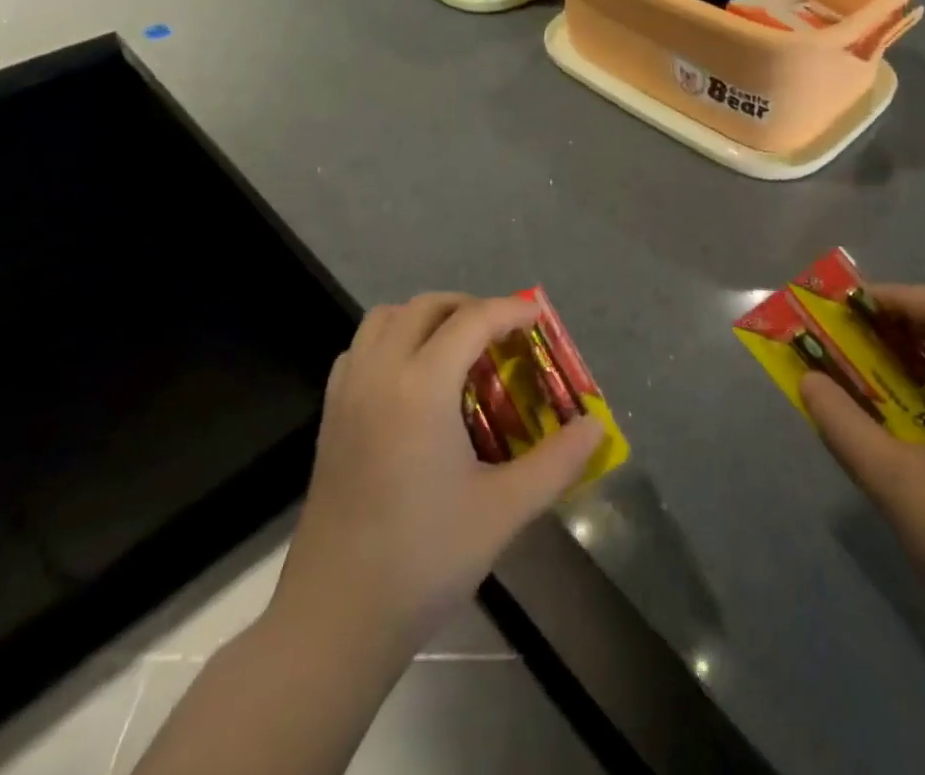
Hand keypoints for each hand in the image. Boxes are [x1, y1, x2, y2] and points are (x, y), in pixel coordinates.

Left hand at [274, 294, 604, 654]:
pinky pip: (360, 349)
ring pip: (385, 319)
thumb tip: (596, 427)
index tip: (539, 318)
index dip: (510, 310)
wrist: (334, 619)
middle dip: (469, 306)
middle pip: (426, 306)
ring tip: (457, 348)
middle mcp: (380, 373)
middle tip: (501, 334)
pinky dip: (391, 341)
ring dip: (425, 318)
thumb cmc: (424, 558)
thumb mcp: (504, 510)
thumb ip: (557, 462)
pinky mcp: (329, 416)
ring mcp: (347, 392)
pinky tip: (412, 380)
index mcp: (421, 387)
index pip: (472, 320)